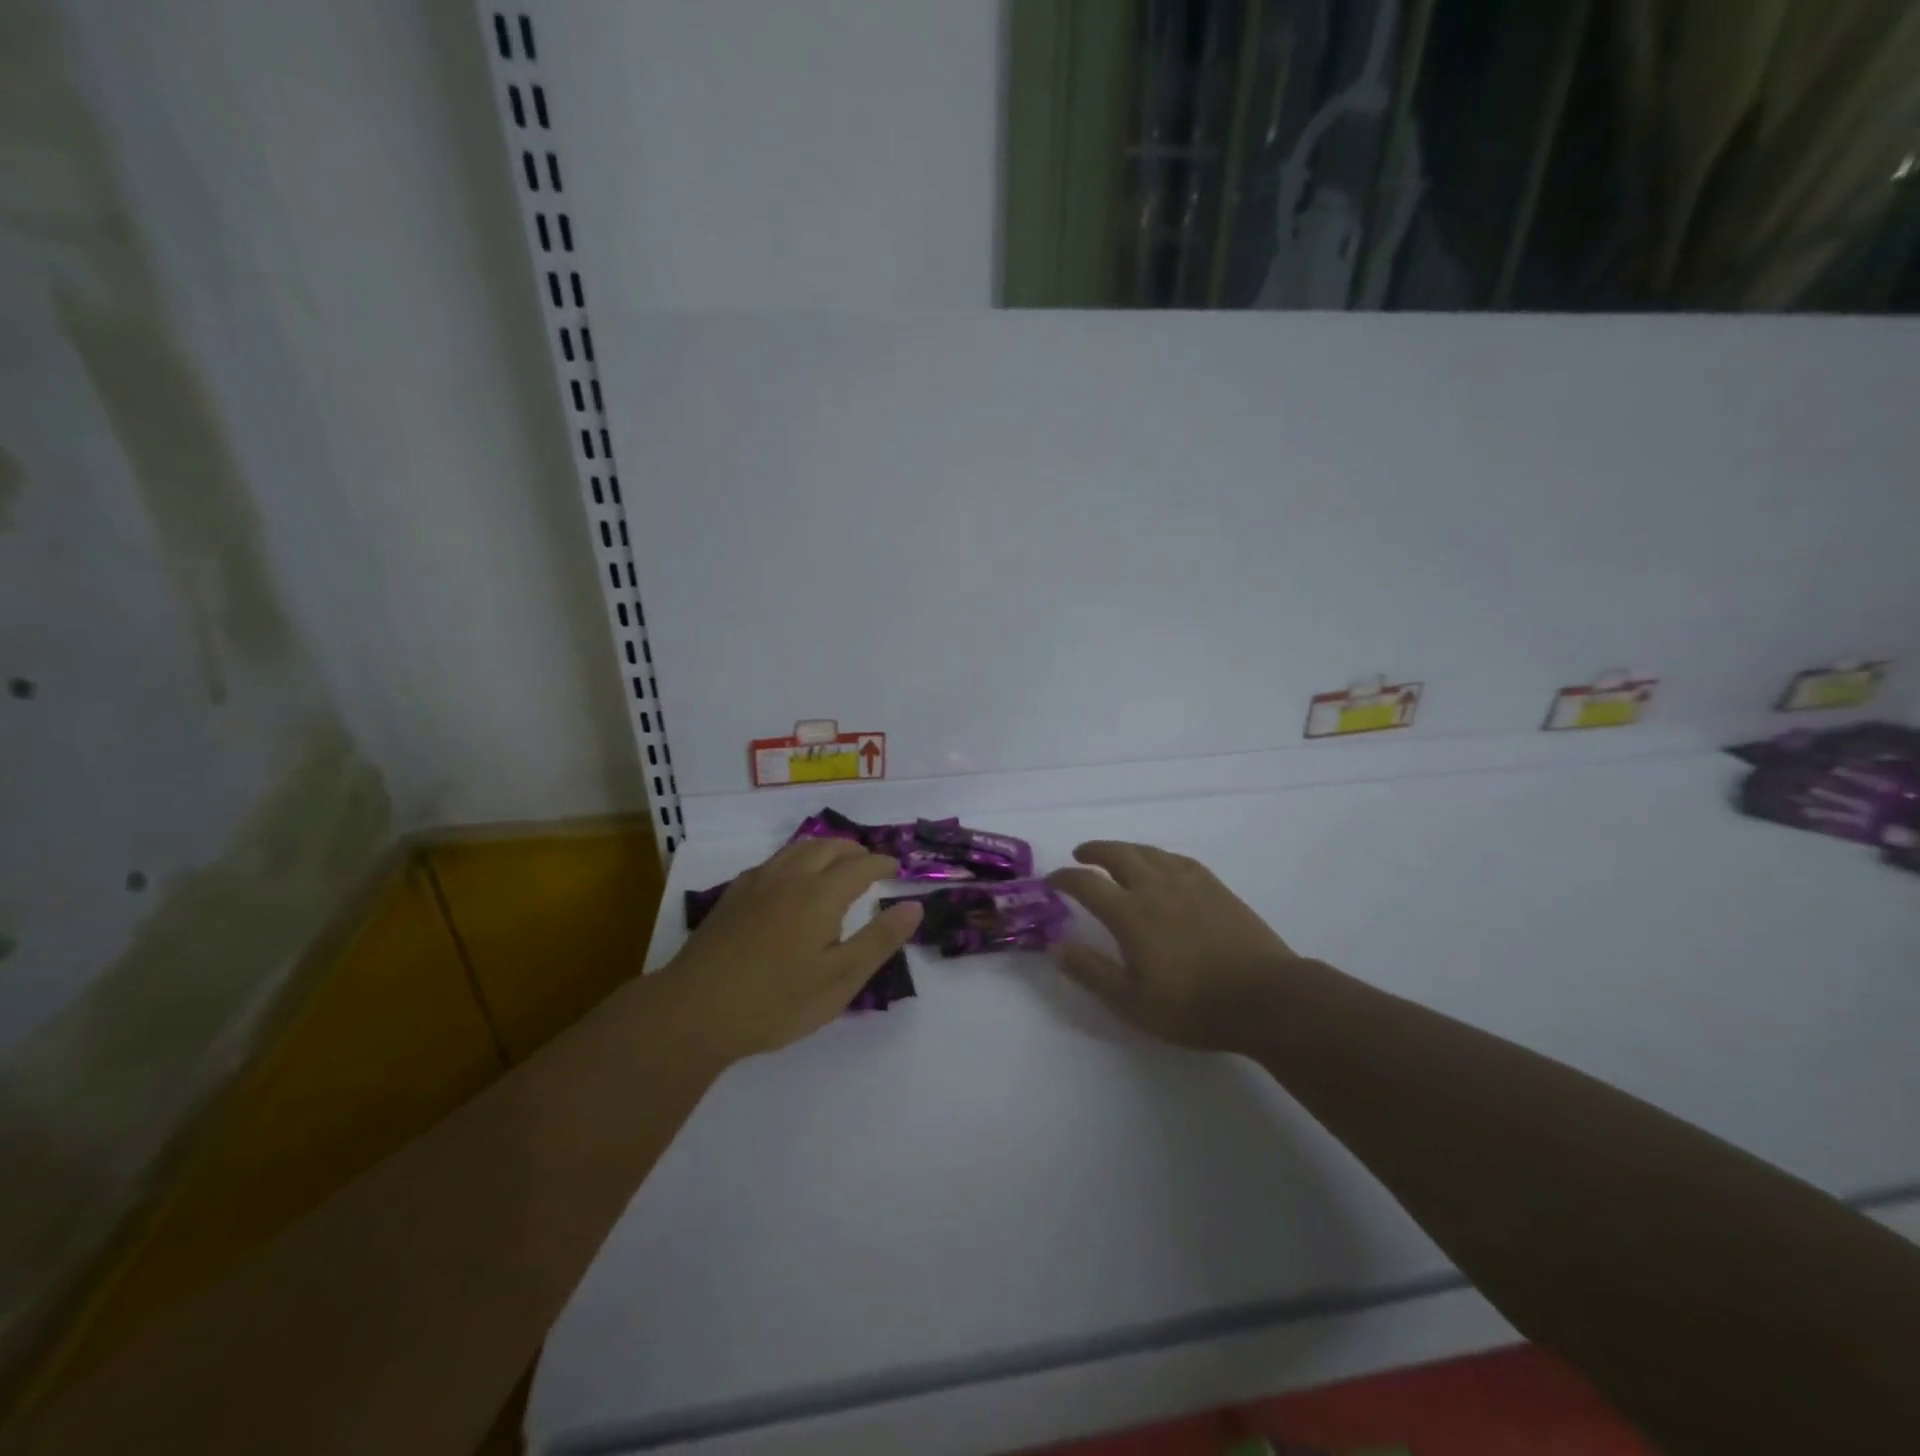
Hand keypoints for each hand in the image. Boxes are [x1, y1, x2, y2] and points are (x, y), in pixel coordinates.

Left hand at [665, 839, 921, 1061]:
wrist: (694, 1011)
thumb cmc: (775, 1001)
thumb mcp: (839, 979)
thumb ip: (879, 940)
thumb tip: (914, 906)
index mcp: (820, 895)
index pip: (860, 866)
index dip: (882, 864)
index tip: (896, 869)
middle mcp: (790, 878)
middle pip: (827, 848)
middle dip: (853, 850)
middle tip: (869, 862)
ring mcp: (756, 885)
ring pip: (796, 849)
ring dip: (823, 848)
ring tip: (835, 861)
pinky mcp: (732, 898)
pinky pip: (772, 862)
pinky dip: (794, 859)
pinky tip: (788, 879)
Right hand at [1048, 841, 1304, 1053]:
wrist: (1266, 997)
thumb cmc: (1194, 1006)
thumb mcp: (1132, 1002)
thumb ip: (1092, 971)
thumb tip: (1056, 947)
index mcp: (1130, 913)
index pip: (1087, 883)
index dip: (1065, 878)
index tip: (1052, 881)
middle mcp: (1155, 887)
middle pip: (1117, 854)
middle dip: (1093, 851)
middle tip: (1080, 855)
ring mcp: (1188, 883)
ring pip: (1148, 851)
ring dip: (1124, 849)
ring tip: (1115, 855)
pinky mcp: (1215, 887)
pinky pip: (1177, 859)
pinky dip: (1158, 856)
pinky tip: (1160, 864)